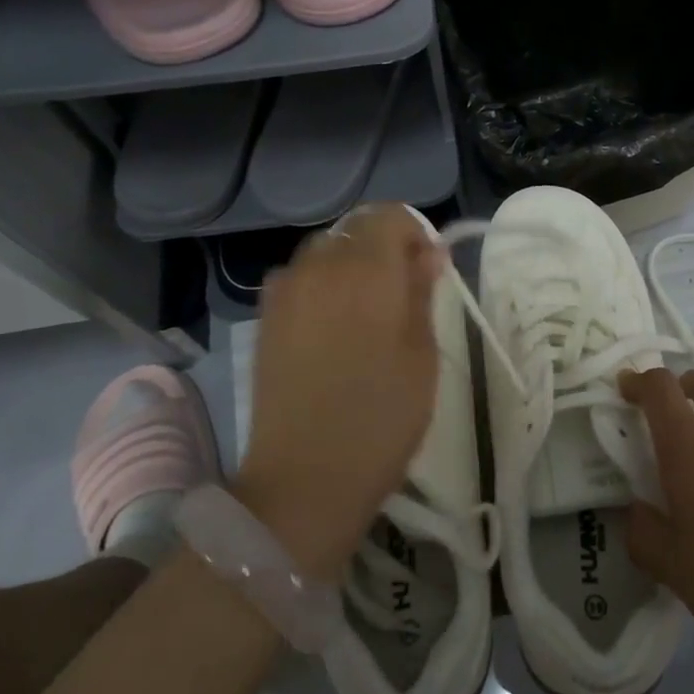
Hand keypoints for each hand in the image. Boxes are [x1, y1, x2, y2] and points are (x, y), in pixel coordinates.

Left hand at [235, 204, 444, 578]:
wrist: (304, 478)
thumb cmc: (381, 418)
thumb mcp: (422, 356)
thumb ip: (422, 293)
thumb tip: (428, 254)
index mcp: (367, 270)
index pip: (391, 216)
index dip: (415, 233)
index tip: (428, 269)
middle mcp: (320, 266)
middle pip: (355, 228)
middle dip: (383, 246)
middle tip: (402, 292)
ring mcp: (285, 290)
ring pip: (324, 251)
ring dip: (350, 263)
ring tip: (365, 311)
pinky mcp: (265, 317)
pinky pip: (299, 278)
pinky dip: (321, 284)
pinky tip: (331, 326)